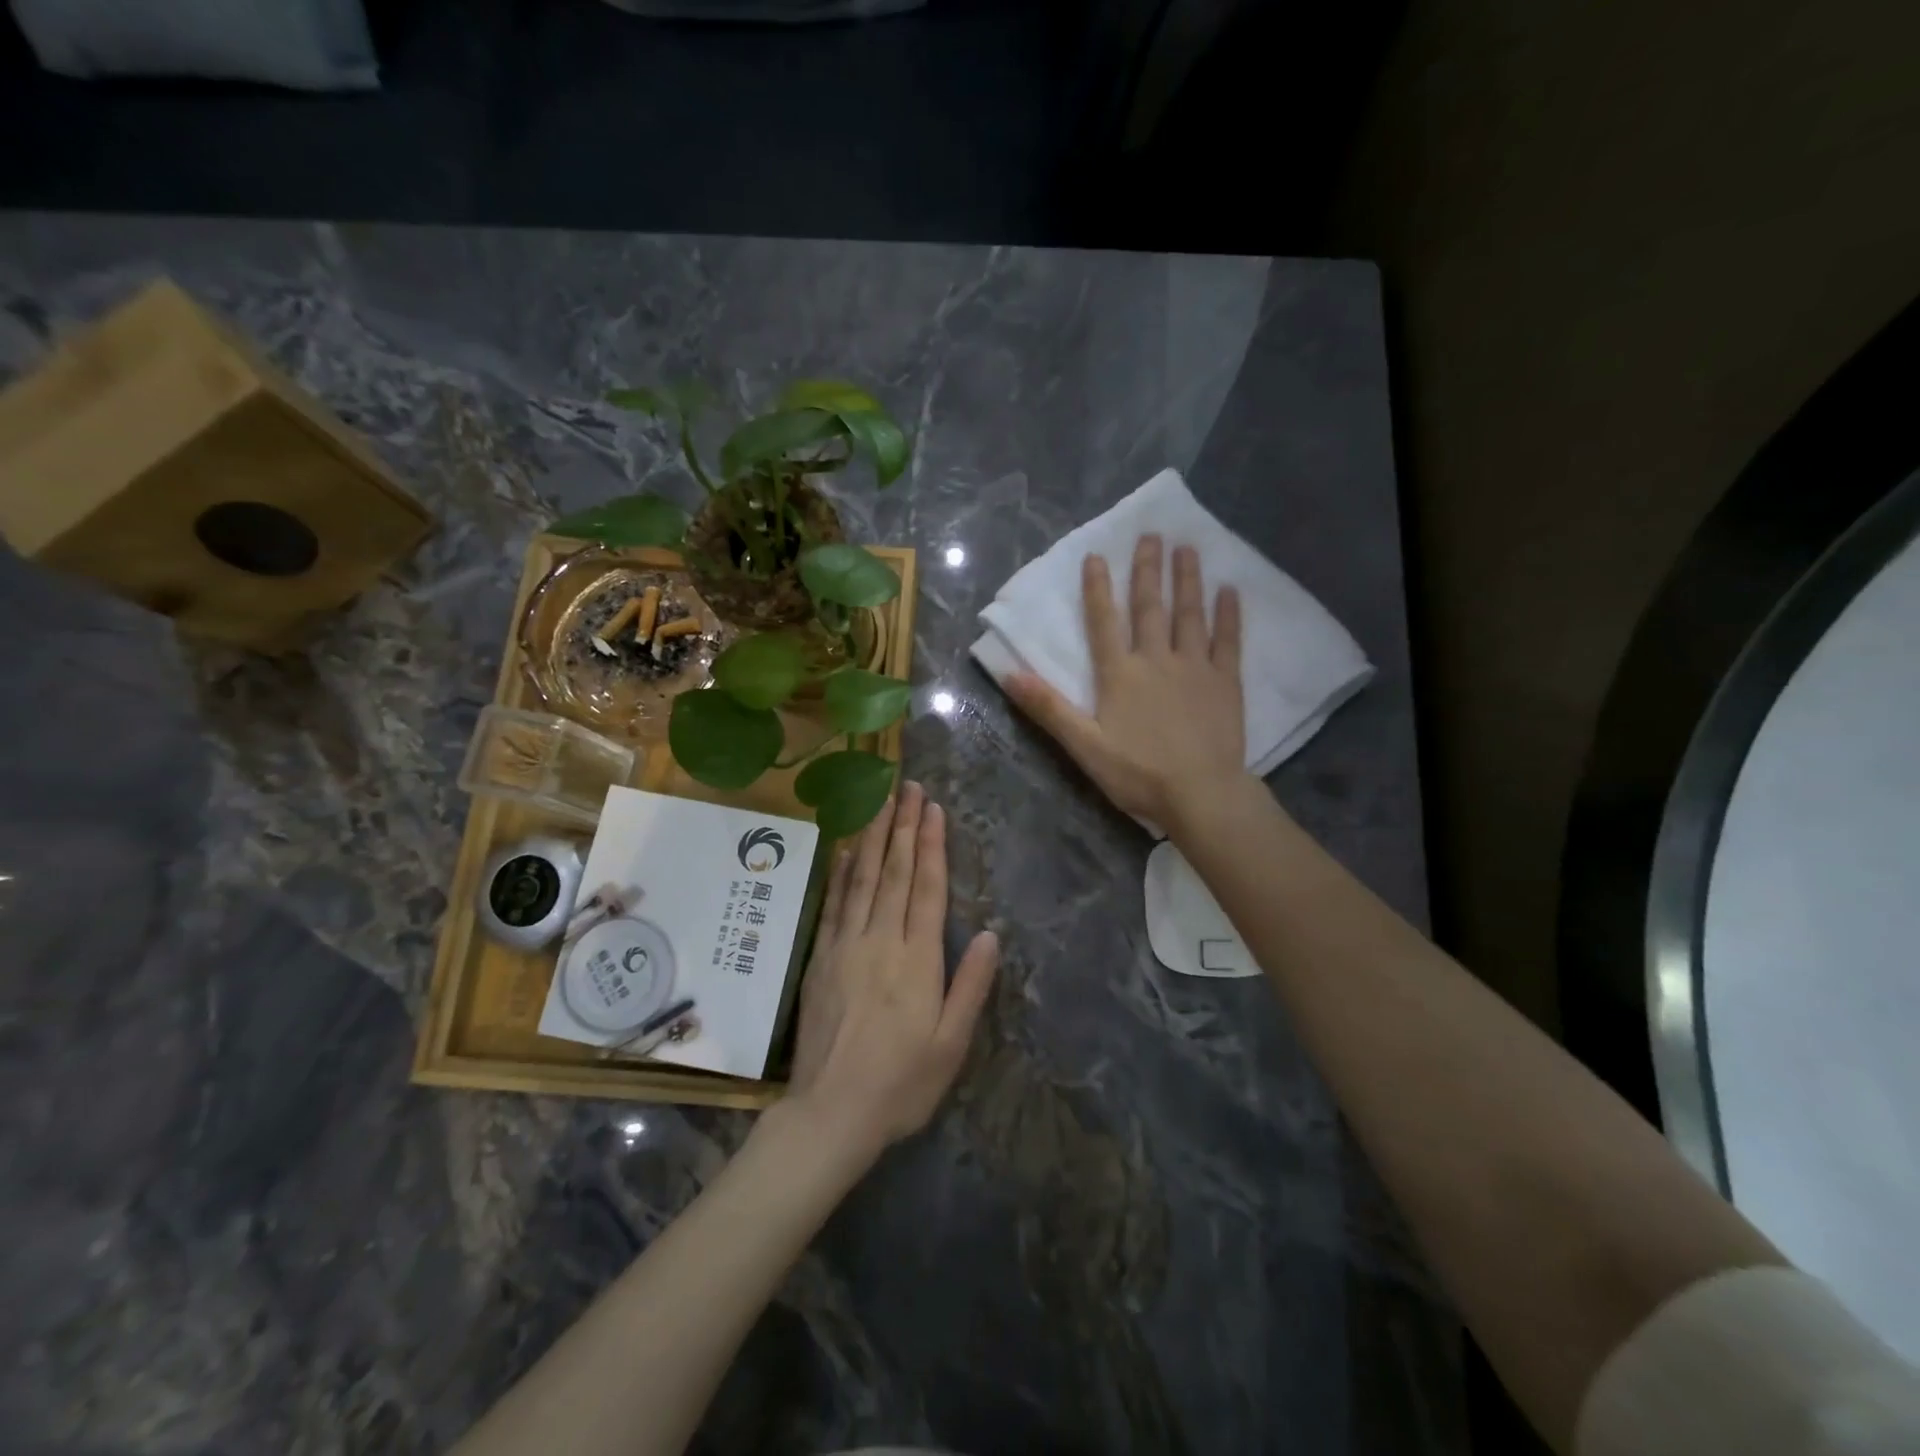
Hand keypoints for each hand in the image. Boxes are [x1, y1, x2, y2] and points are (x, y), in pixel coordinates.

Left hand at [785, 782, 999, 1159]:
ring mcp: (845, 946)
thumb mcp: (951, 1045)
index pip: (926, 889)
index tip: (933, 809)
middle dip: (903, 826)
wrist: (830, 1113)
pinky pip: (832, 904)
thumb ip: (970, 986)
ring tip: (879, 801)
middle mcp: (880, 941)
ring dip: (871, 836)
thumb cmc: (901, 1084)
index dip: (931, 845)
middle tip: (908, 786)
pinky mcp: (820, 959)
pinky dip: (839, 872)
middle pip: (893, 872)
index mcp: (917, 961)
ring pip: (860, 878)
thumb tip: (989, 934)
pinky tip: (844, 849)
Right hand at [1006, 534, 1246, 827]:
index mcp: (1120, 674)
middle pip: (1150, 607)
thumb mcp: (1084, 745)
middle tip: (1152, 534)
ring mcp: (1195, 667)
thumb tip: (1010, 674)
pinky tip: (1230, 590)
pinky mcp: (1226, 682)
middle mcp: (1157, 660)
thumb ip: (1049, 708)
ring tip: (1187, 548)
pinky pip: (1228, 641)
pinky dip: (1228, 615)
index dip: (1098, 589)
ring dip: (1187, 580)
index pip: (1104, 622)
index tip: (1097, 556)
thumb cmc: (1137, 773)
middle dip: (1148, 570)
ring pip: (1189, 614)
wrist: (1200, 793)